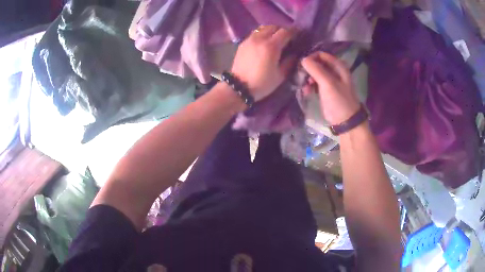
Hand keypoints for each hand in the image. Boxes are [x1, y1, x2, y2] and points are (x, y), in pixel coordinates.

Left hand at [230, 25, 296, 100]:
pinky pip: (256, 33)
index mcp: (271, 46)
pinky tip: (265, 43)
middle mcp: (260, 38)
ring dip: (272, 31)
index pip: (285, 32)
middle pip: (274, 27)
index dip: (293, 32)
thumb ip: (290, 62)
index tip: (298, 35)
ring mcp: (250, 39)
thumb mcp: (281, 75)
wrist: (239, 87)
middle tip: (287, 38)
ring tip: (276, 39)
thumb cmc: (262, 83)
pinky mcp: (243, 43)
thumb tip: (295, 53)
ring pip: (264, 28)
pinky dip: (263, 34)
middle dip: (282, 30)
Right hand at [301, 52, 359, 124]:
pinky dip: (310, 86)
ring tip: (304, 87)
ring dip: (307, 79)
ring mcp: (331, 81)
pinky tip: (306, 92)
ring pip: (315, 74)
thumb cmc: (339, 102)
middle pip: (317, 63)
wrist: (346, 122)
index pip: (321, 55)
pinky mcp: (326, 90)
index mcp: (338, 66)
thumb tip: (303, 59)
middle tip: (301, 78)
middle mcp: (335, 71)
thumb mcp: (328, 84)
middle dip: (308, 70)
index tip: (302, 67)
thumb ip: (316, 70)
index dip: (311, 59)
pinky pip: (315, 83)